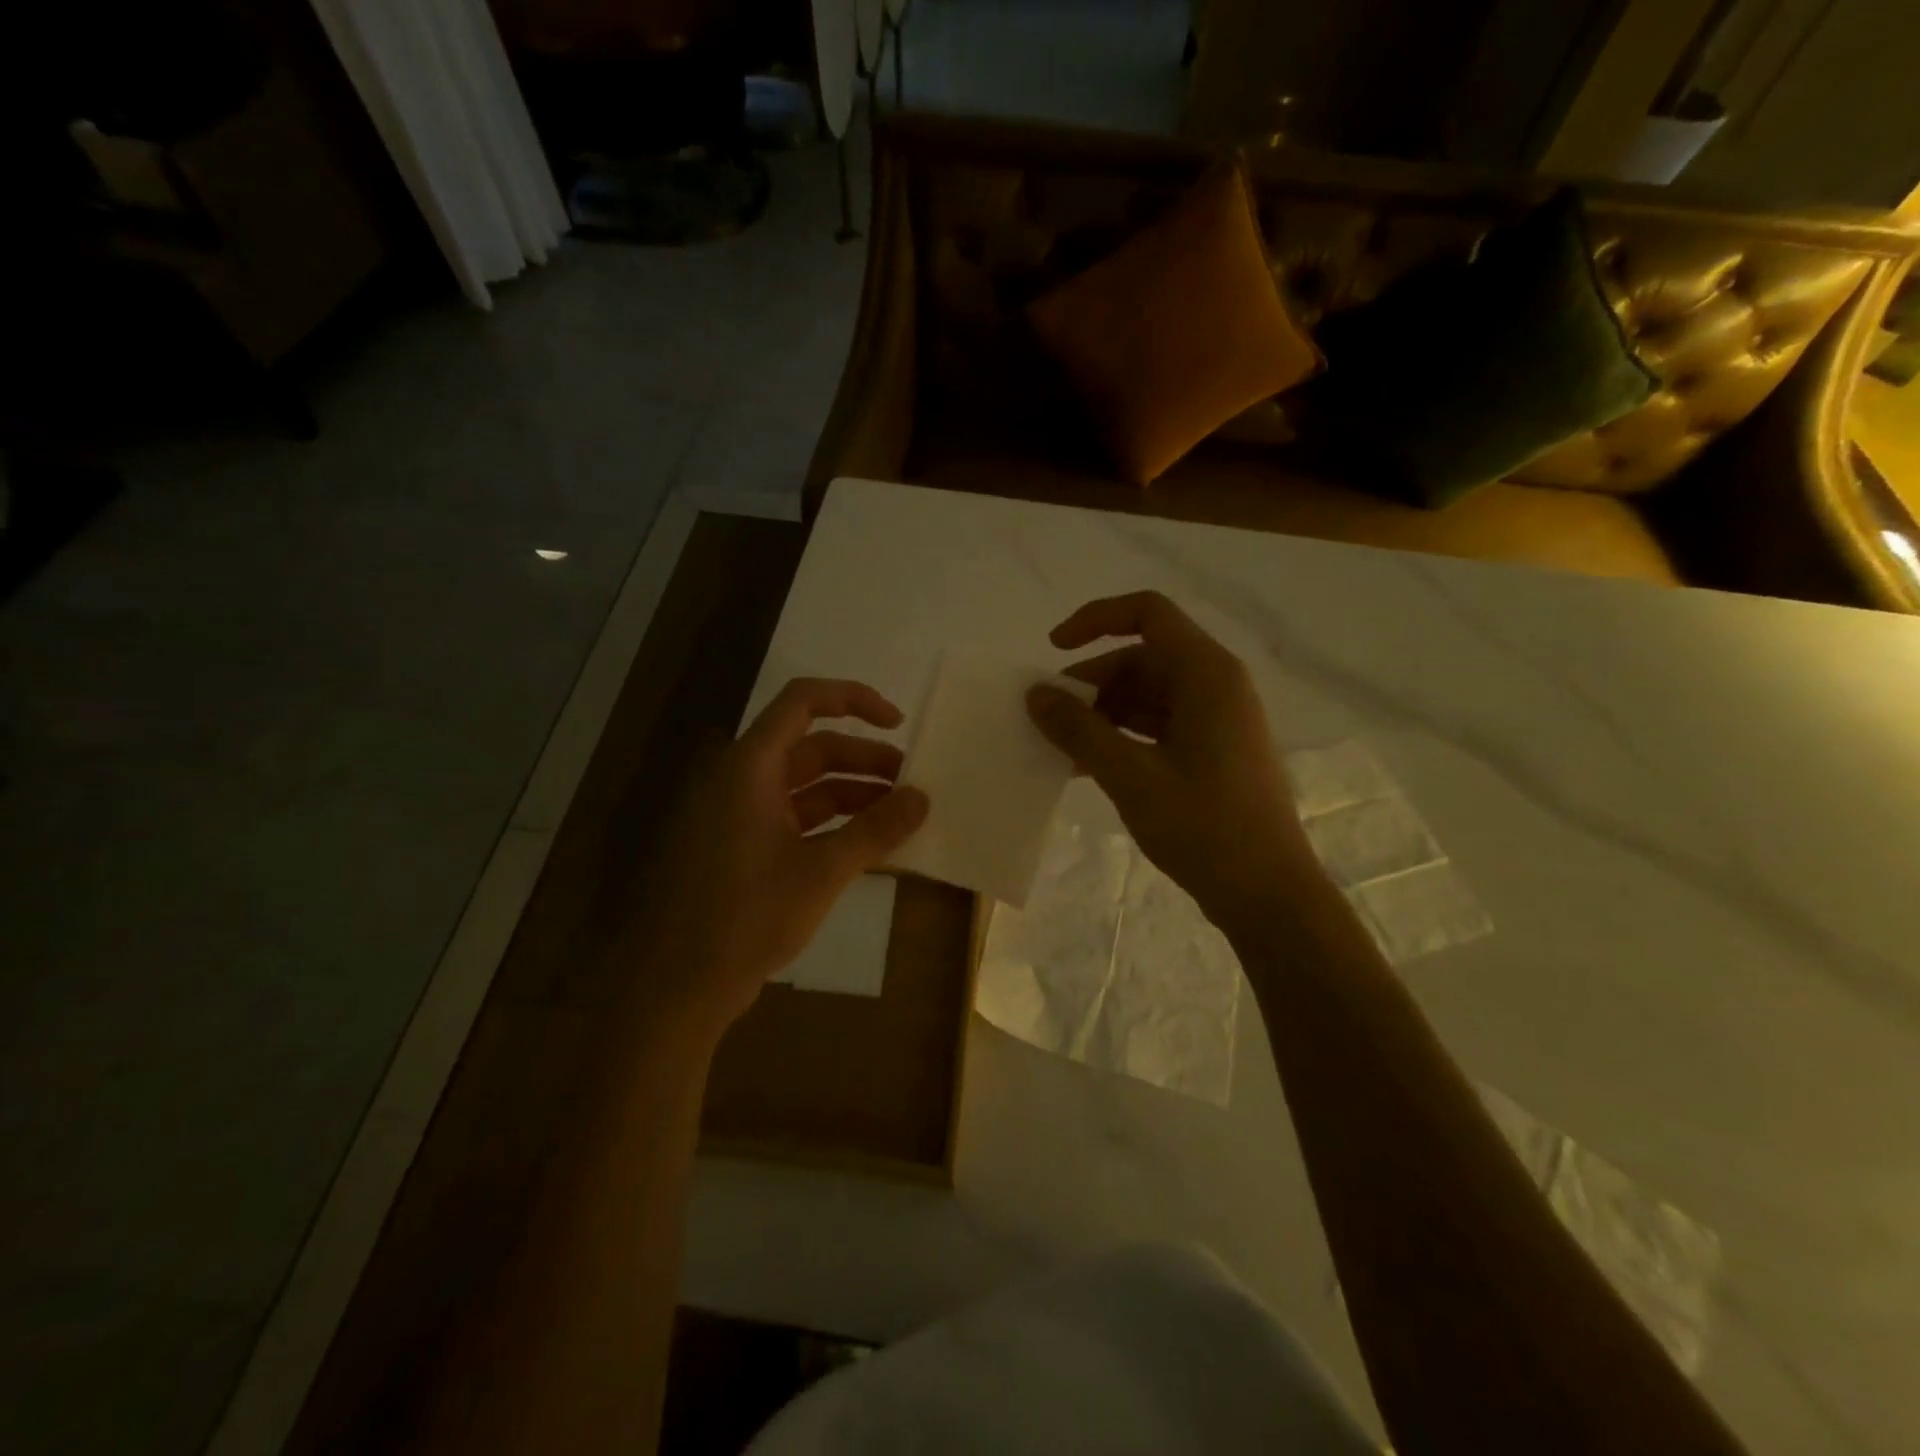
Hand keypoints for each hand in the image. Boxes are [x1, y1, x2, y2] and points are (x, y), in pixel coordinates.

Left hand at [631, 679, 927, 1037]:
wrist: (679, 986)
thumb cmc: (747, 916)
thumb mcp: (822, 870)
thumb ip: (875, 830)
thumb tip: (922, 798)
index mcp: (750, 766)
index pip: (803, 701)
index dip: (853, 700)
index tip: (898, 723)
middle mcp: (742, 780)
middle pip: (812, 747)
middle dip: (865, 759)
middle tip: (911, 782)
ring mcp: (740, 816)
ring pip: (806, 785)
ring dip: (853, 793)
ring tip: (899, 814)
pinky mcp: (743, 849)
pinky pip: (796, 818)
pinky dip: (833, 823)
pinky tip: (869, 844)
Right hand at [1026, 591, 1315, 939]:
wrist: (1267, 893)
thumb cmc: (1203, 827)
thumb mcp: (1130, 776)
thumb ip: (1079, 730)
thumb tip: (1035, 694)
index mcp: (1207, 674)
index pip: (1147, 613)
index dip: (1095, 619)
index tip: (1053, 651)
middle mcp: (1217, 685)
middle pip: (1143, 657)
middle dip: (1092, 683)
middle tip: (1051, 719)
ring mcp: (1218, 719)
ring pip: (1148, 694)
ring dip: (1103, 714)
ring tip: (1064, 750)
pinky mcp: (1214, 750)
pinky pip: (1159, 725)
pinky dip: (1123, 737)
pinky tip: (1091, 767)